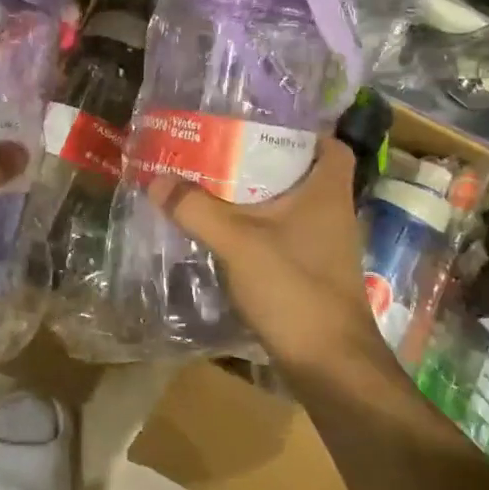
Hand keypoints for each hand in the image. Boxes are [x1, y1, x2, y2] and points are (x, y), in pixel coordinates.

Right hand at [148, 139, 384, 376]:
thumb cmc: (294, 289)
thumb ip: (196, 208)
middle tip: (222, 151)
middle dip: (264, 162)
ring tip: (214, 186)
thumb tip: (156, 178)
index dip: (303, 130)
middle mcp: (332, 214)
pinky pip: (283, 238)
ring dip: (258, 198)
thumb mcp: (238, 242)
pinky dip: (258, 230)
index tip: (261, 124)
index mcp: (327, 192)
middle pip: (303, 173)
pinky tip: (225, 233)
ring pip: (290, 208)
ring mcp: (324, 248)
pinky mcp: (312, 275)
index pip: (330, 144)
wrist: (330, 365)